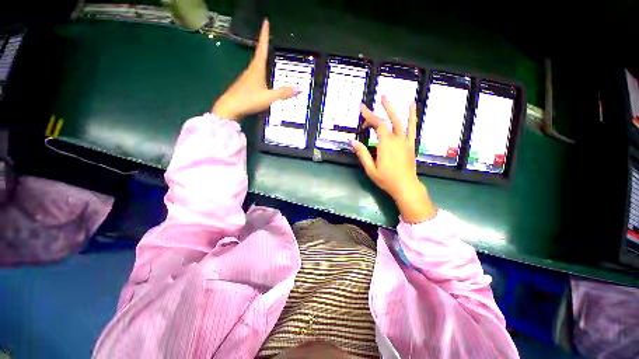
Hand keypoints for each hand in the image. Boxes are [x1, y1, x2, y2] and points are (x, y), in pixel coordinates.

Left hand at [211, 19, 299, 120]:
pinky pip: (255, 74)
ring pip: (256, 64)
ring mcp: (246, 77)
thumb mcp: (269, 97)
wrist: (230, 108)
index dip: (264, 35)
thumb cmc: (249, 100)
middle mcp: (251, 70)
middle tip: (267, 36)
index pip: (262, 48)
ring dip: (261, 57)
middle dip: (263, 44)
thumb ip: (283, 93)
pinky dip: (260, 70)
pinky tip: (262, 75)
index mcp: (257, 69)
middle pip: (259, 54)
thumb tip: (299, 89)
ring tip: (266, 53)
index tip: (265, 21)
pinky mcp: (244, 85)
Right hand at [350, 96, 435, 222]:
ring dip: (393, 108)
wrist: (405, 186)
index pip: (377, 125)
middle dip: (379, 111)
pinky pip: (412, 128)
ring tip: (387, 98)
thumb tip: (352, 141)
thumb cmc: (386, 179)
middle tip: (372, 102)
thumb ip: (362, 153)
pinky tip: (412, 105)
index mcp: (385, 144)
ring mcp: (405, 141)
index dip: (369, 115)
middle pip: (387, 121)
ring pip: (400, 121)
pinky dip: (412, 116)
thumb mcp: (370, 168)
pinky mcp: (411, 144)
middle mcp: (396, 139)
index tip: (361, 108)